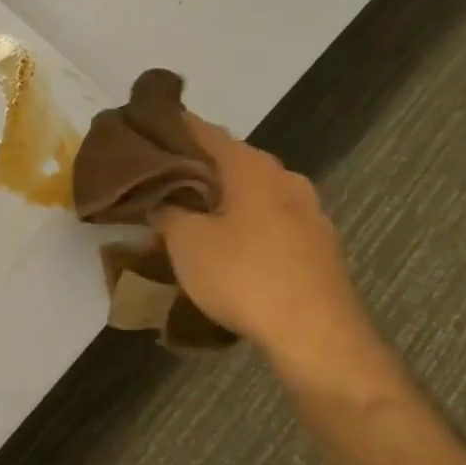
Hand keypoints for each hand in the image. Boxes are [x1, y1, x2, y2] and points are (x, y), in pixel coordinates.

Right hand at [153, 116, 387, 385]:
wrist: (316, 334)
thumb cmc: (243, 276)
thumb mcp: (186, 242)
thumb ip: (168, 212)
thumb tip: (162, 201)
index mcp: (252, 167)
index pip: (205, 132)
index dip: (174, 129)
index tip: (147, 133)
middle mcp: (286, 178)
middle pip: (232, 162)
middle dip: (198, 170)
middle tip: (161, 183)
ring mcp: (309, 212)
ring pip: (254, 194)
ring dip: (223, 200)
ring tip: (190, 218)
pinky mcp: (318, 246)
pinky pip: (271, 221)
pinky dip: (245, 224)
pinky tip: (227, 247)